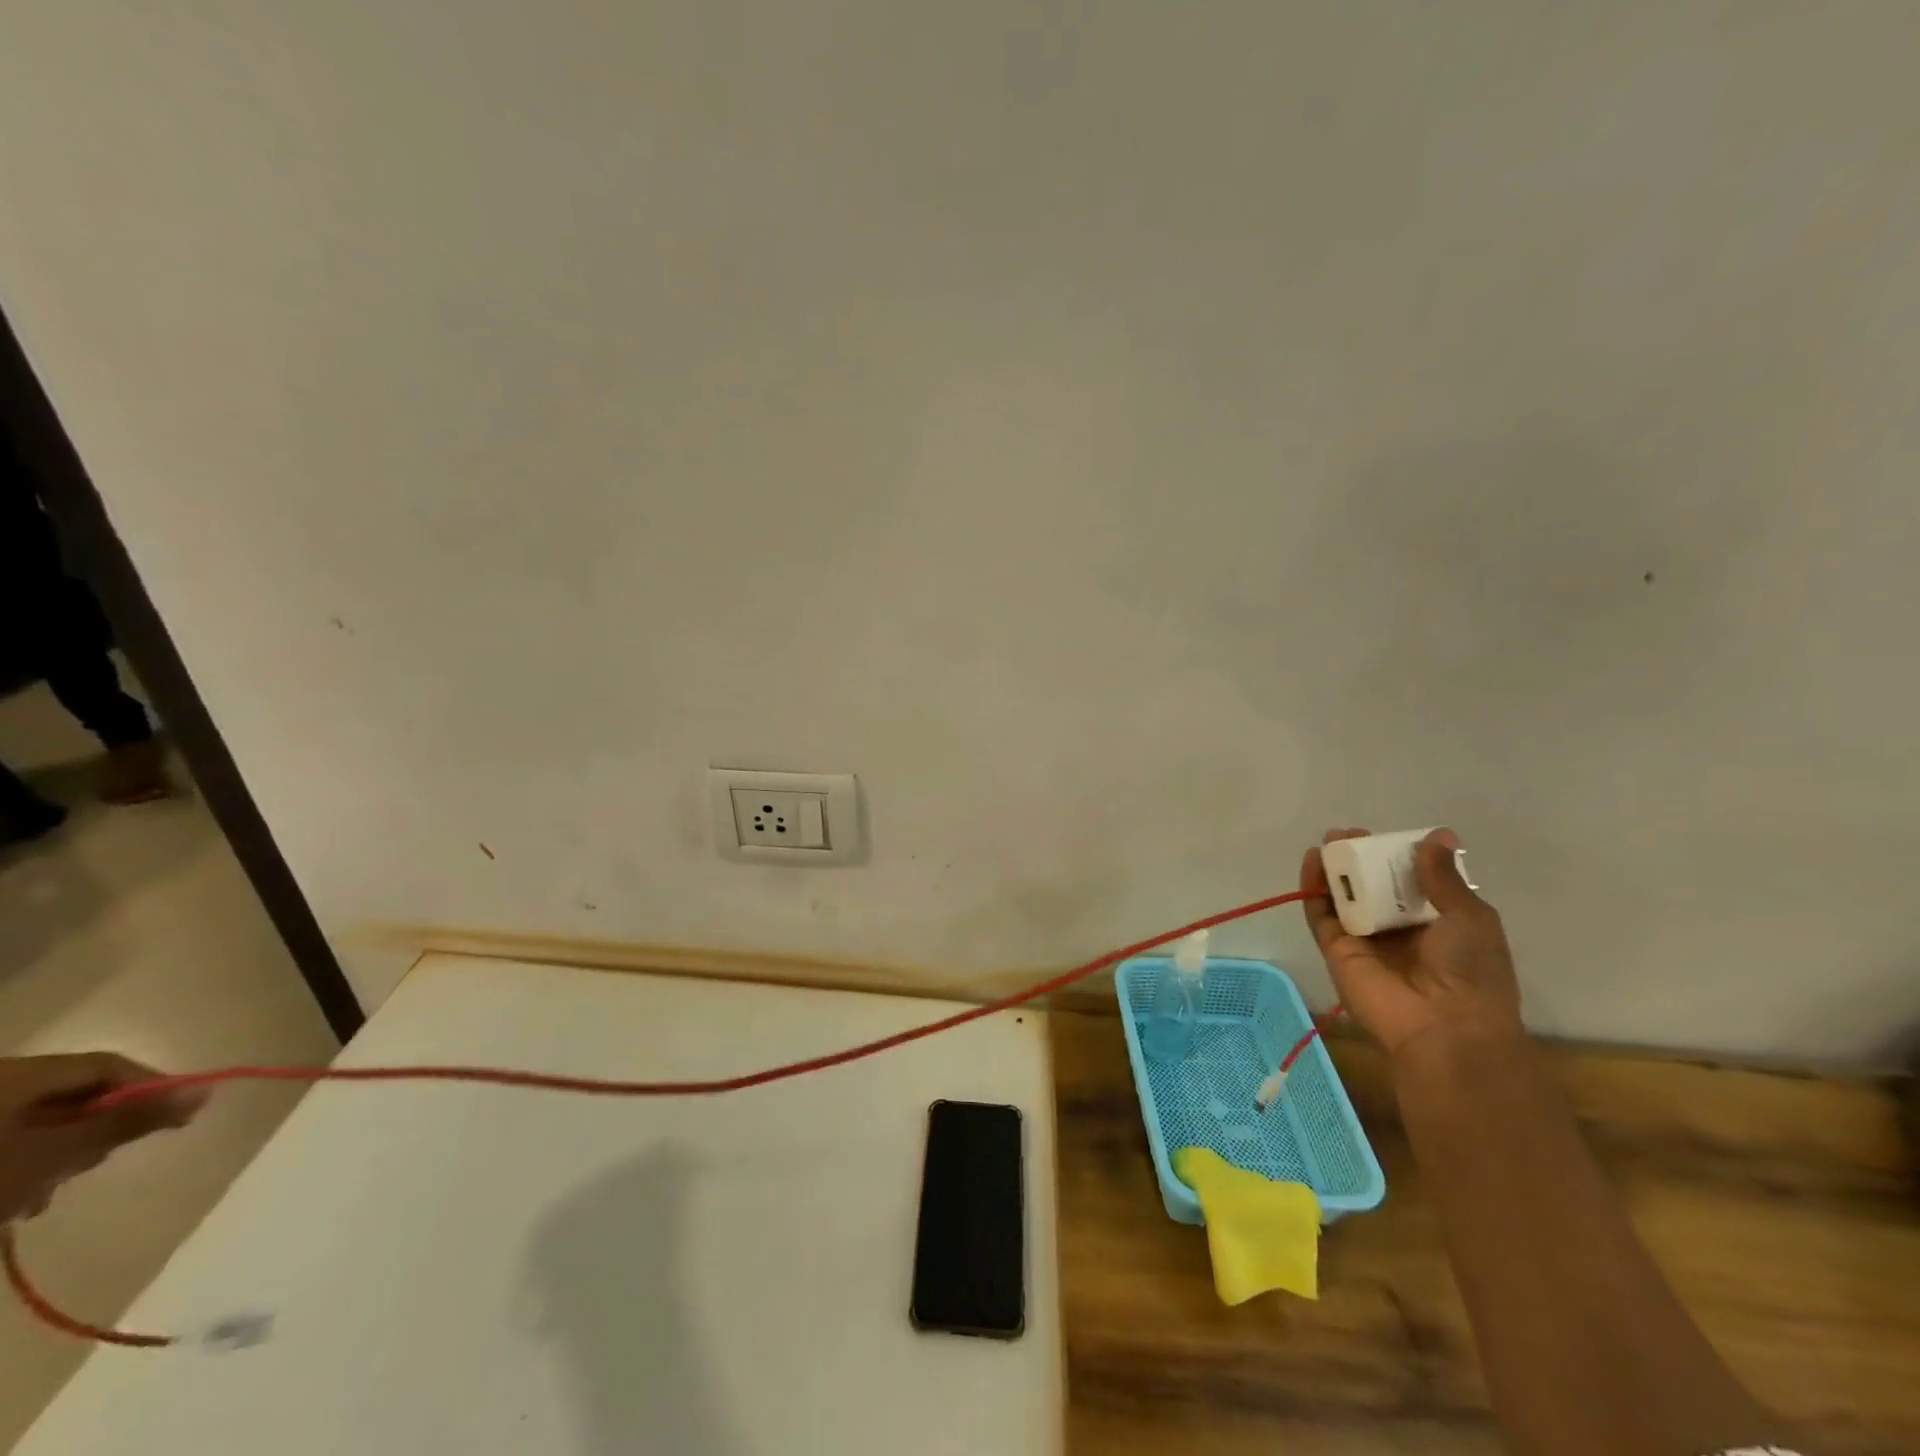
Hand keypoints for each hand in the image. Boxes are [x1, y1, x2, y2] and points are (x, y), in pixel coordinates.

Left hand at [0, 1054, 203, 1222]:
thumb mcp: (53, 1154)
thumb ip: (128, 1120)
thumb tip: (204, 1090)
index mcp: (21, 1071)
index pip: (108, 1065)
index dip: (149, 1086)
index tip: (179, 1115)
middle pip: (67, 1093)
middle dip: (91, 1126)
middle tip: (99, 1162)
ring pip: (28, 1121)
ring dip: (50, 1152)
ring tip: (42, 1195)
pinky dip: (12, 1164)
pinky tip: (7, 1198)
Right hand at [1300, 828, 1523, 1059]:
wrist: (1444, 1027)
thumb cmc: (1470, 970)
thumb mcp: (1470, 917)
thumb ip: (1444, 877)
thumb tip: (1438, 835)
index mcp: (1437, 923)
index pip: (1411, 882)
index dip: (1398, 857)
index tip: (1387, 837)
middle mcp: (1398, 928)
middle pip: (1373, 885)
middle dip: (1361, 858)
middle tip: (1349, 834)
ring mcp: (1365, 938)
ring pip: (1344, 896)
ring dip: (1335, 867)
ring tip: (1330, 840)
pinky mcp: (1336, 948)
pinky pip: (1320, 913)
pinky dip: (1313, 887)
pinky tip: (1312, 860)